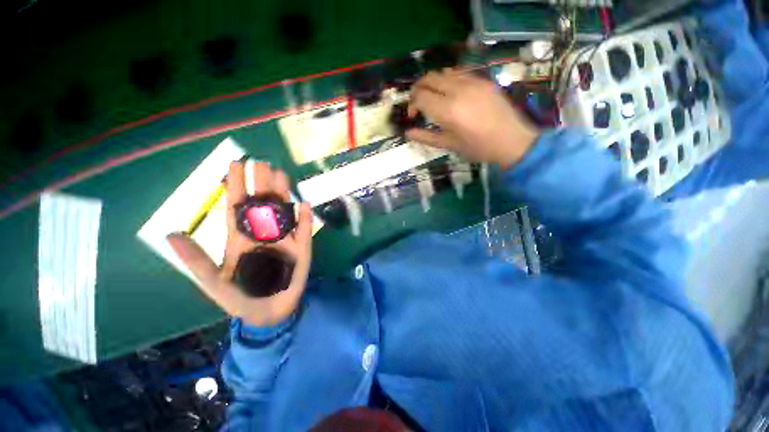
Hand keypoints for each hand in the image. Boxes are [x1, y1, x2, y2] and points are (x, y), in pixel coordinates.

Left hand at [167, 162, 312, 326]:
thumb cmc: (239, 297)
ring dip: (283, 194)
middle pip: (263, 203)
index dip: (236, 185)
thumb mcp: (213, 282)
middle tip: (262, 162)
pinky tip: (305, 204)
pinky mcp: (301, 248)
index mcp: (240, 237)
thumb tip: (170, 234)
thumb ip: (196, 260)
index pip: (237, 206)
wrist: (267, 311)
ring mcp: (284, 239)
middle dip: (262, 183)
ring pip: (284, 211)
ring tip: (282, 175)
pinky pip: (304, 230)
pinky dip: (305, 218)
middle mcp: (263, 233)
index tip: (236, 164)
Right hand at [406, 71, 540, 168]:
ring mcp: (472, 81)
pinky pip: (459, 72)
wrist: (512, 140)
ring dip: (432, 83)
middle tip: (419, 104)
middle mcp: (458, 90)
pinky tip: (450, 93)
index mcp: (448, 110)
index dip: (412, 104)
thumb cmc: (477, 147)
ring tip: (434, 98)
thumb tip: (408, 133)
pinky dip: (448, 79)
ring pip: (443, 72)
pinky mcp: (482, 79)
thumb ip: (426, 137)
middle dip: (418, 89)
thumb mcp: (449, 145)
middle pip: (429, 78)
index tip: (413, 115)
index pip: (420, 96)